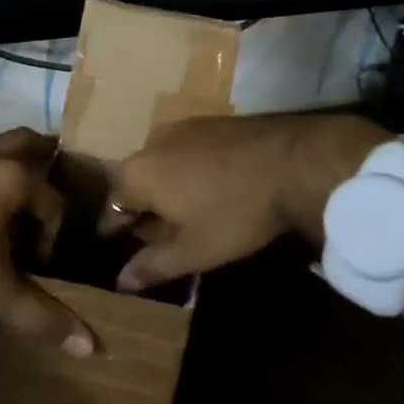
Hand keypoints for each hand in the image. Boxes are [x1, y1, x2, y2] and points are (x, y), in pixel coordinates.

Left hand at [0, 129, 95, 356]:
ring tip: (15, 204)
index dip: (53, 234)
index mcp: (10, 178)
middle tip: (50, 196)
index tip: (38, 263)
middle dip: (46, 163)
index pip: (53, 199)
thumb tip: (91, 347)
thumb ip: (43, 316)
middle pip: (30, 143)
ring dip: (13, 167)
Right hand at [98, 114, 389, 290]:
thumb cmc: (234, 212)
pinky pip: (186, 152)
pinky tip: (210, 188)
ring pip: (161, 165)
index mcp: (136, 174)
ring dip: (167, 189)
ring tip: (185, 213)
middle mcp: (150, 143)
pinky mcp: (209, 122)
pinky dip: (188, 172)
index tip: (114, 246)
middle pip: (135, 183)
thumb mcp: (193, 251)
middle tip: (157, 236)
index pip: (111, 207)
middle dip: (143, 209)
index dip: (114, 230)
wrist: (292, 161)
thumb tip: (121, 282)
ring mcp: (181, 128)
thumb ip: (152, 266)